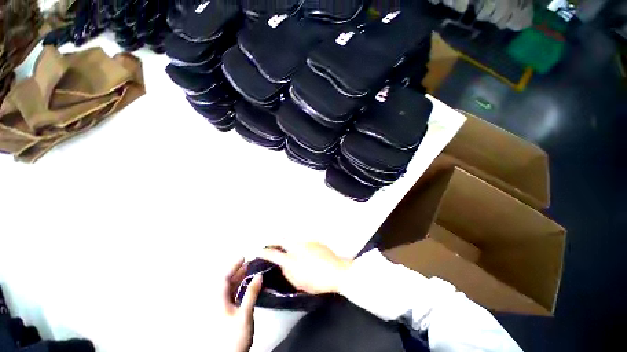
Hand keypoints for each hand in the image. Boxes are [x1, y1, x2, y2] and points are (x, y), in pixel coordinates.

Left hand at [219, 257, 262, 351]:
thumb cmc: (235, 336)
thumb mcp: (244, 314)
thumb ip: (251, 294)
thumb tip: (258, 276)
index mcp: (219, 301)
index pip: (224, 279)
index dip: (233, 266)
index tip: (243, 257)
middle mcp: (218, 302)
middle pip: (226, 282)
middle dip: (237, 271)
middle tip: (248, 262)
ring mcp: (222, 308)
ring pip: (229, 289)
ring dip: (238, 278)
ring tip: (248, 270)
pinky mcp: (227, 313)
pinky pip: (232, 295)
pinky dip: (239, 287)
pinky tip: (246, 285)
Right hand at [259, 243, 352, 294]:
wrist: (338, 271)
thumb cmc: (318, 281)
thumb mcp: (300, 283)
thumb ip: (289, 273)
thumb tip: (284, 266)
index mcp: (292, 260)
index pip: (274, 254)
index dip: (264, 252)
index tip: (258, 250)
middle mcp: (298, 247)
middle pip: (282, 239)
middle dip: (274, 240)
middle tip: (270, 244)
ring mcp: (307, 242)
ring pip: (293, 239)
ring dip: (288, 243)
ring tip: (288, 250)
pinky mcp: (315, 241)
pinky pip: (303, 242)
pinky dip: (299, 246)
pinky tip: (305, 253)